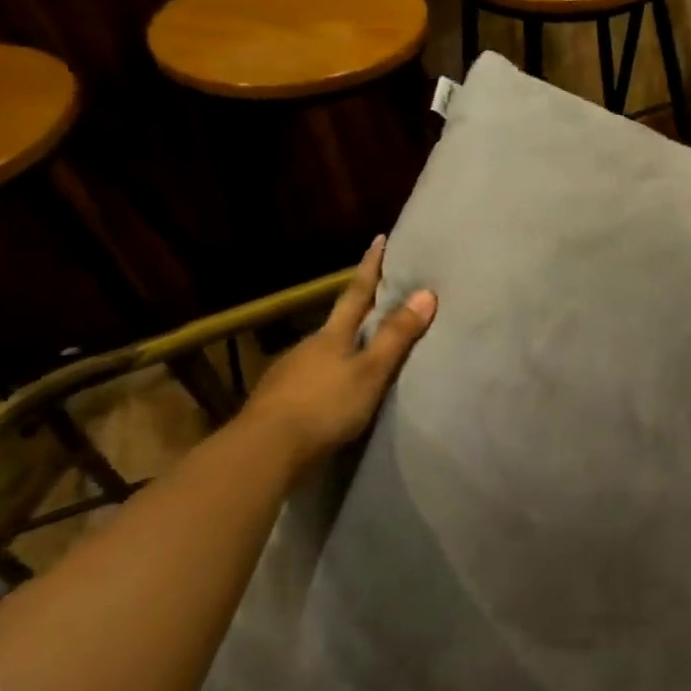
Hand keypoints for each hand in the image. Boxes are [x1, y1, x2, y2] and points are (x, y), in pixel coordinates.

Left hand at [239, 236, 435, 466]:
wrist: (263, 451)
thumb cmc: (325, 406)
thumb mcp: (371, 372)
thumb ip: (397, 336)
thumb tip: (427, 293)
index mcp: (333, 335)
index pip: (357, 293)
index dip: (370, 267)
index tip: (380, 239)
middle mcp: (308, 345)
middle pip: (338, 322)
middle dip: (358, 311)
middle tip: (380, 301)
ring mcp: (289, 372)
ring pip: (323, 351)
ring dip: (341, 348)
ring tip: (361, 354)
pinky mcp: (278, 399)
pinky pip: (310, 378)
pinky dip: (326, 377)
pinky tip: (332, 391)